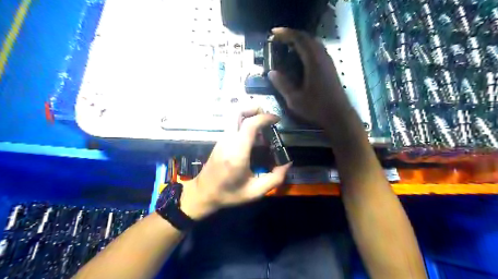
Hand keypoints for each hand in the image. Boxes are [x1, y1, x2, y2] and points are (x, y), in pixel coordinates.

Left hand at [182, 107, 291, 219]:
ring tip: (263, 127)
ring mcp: (222, 139)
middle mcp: (228, 140)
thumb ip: (275, 178)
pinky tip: (254, 137)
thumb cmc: (229, 194)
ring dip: (249, 114)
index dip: (265, 117)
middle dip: (253, 107)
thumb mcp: (255, 192)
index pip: (250, 124)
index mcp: (237, 152)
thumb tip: (287, 163)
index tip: (277, 120)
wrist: (203, 194)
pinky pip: (232, 124)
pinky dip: (244, 122)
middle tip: (267, 116)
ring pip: (233, 115)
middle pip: (236, 111)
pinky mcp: (220, 140)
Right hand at [268, 27, 348, 126]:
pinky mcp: (330, 68)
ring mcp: (328, 62)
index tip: (273, 33)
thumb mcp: (295, 99)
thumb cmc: (316, 108)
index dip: (286, 34)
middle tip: (279, 38)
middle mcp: (323, 58)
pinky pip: (318, 50)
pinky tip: (300, 56)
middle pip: (308, 38)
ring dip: (301, 41)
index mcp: (314, 62)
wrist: (338, 116)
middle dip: (292, 35)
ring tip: (288, 45)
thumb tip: (271, 73)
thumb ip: (282, 85)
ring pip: (314, 43)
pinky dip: (307, 48)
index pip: (300, 40)